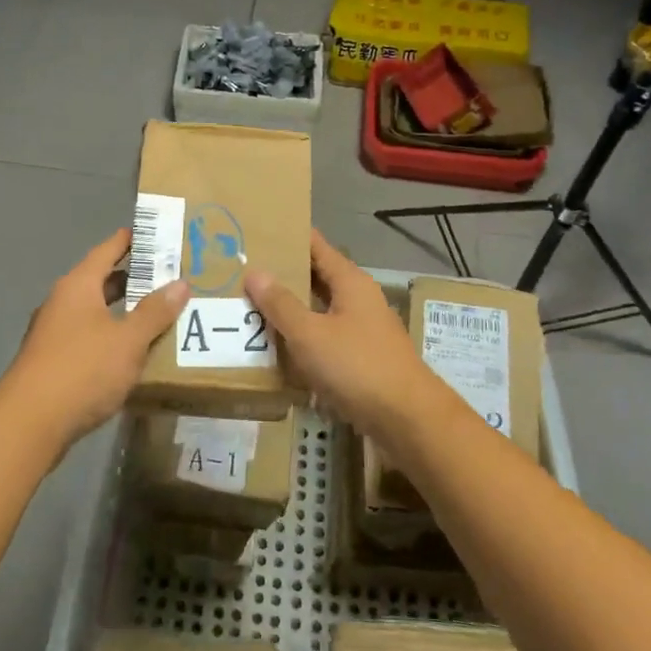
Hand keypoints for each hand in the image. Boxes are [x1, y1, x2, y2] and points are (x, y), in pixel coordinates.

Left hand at [0, 229, 187, 452]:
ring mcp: (54, 332)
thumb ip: (155, 312)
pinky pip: (88, 337)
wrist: (29, 424)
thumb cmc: (82, 370)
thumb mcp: (128, 340)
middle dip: (133, 278)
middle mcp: (62, 302)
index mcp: (78, 286)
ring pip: (95, 311)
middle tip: (169, 276)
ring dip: (123, 310)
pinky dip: (111, 336)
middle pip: (101, 280)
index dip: (131, 240)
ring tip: (158, 313)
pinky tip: (132, 352)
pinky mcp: (53, 361)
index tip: (155, 232)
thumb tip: (181, 283)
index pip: (107, 250)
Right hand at [243, 229, 457, 446]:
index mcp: (350, 282)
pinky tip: (278, 349)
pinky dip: (303, 339)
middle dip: (283, 276)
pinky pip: (325, 339)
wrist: (407, 419)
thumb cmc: (357, 366)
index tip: (258, 231)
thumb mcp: (310, 334)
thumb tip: (255, 272)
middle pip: (317, 278)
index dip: (289, 237)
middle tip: (242, 272)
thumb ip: (281, 304)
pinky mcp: (362, 358)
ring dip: (291, 310)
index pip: (316, 246)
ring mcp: (363, 329)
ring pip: (319, 310)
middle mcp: (359, 299)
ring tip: (251, 308)